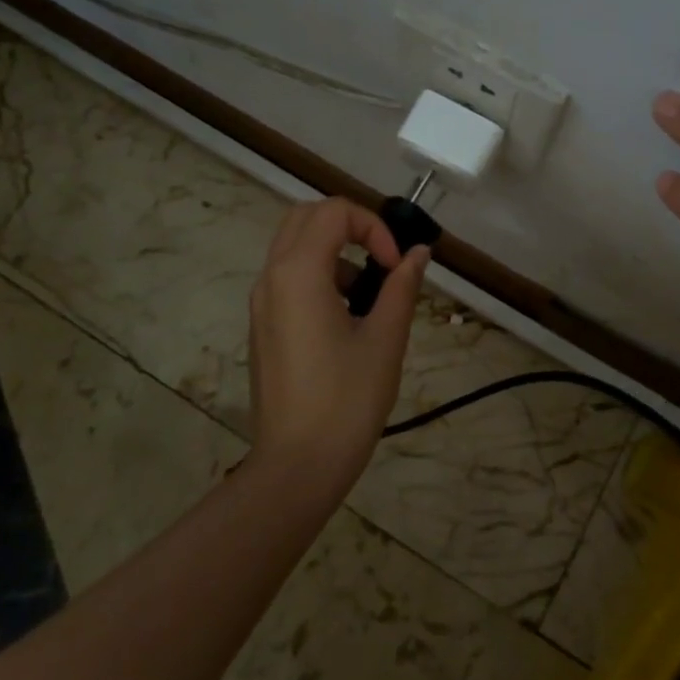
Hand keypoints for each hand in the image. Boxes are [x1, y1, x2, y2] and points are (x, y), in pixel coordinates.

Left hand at [247, 198, 429, 485]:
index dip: (373, 227)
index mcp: (299, 274)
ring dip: (333, 250)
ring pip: (293, 245)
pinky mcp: (262, 325)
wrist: (296, 467)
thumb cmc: (346, 401)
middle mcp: (272, 278)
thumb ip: (402, 287)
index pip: (334, 212)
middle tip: (381, 258)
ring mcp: (261, 303)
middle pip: (306, 217)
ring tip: (367, 294)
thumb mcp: (385, 339)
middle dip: (349, 225)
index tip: (396, 266)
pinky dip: (319, 274)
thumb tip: (418, 253)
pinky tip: (345, 318)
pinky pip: (287, 277)